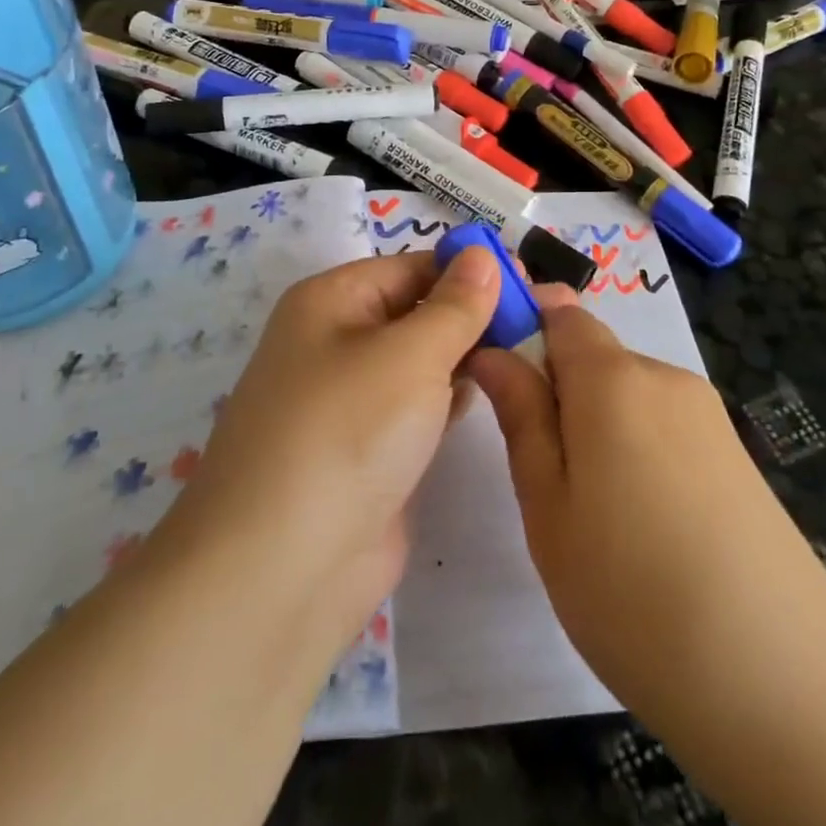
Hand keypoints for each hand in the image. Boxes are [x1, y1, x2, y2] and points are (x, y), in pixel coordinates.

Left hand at [152, 247, 499, 650]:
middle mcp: (335, 341)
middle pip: (416, 310)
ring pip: (419, 360)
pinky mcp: (368, 449)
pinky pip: (417, 406)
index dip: (469, 270)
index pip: (411, 267)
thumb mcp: (410, 355)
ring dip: (466, 354)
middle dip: (473, 312)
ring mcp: (350, 400)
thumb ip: (455, 305)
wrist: (283, 569)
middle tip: (542, 317)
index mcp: (331, 301)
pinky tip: (489, 393)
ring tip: (529, 349)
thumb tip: (482, 255)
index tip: (531, 281)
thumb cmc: (347, 433)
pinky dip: (450, 396)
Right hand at [467, 287, 825, 740]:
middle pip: (595, 355)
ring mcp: (709, 416)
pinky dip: (639, 452)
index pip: (561, 312)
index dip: (525, 327)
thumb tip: (494, 352)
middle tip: (542, 474)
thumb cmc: (632, 592)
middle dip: (559, 392)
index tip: (501, 379)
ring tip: (594, 514)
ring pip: (628, 395)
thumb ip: (522, 416)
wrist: (783, 685)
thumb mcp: (549, 506)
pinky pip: (665, 426)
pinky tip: (645, 527)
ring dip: (598, 427)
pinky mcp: (736, 455)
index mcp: (614, 378)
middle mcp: (666, 377)